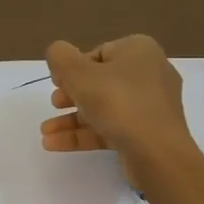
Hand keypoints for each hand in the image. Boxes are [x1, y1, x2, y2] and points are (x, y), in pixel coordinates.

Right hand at [40, 36, 191, 169]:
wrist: (157, 153)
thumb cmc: (118, 102)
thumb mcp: (78, 73)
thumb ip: (60, 57)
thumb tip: (57, 54)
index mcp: (139, 50)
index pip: (99, 54)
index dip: (73, 67)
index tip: (56, 82)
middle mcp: (150, 74)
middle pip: (101, 81)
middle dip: (71, 95)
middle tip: (54, 104)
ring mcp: (151, 106)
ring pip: (104, 108)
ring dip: (72, 119)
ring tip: (45, 132)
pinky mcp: (148, 134)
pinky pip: (112, 128)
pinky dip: (85, 134)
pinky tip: (55, 144)